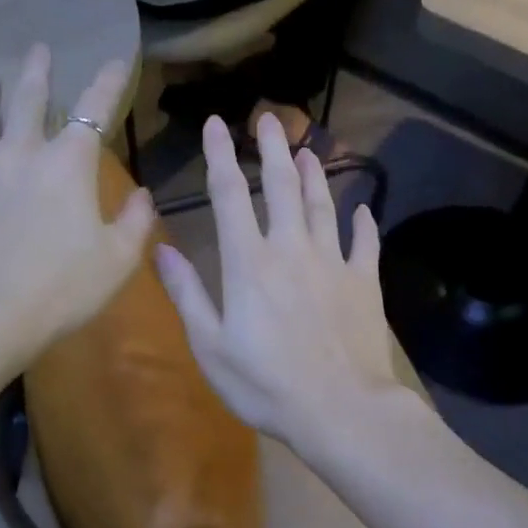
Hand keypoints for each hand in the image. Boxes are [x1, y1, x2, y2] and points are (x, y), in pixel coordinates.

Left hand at [0, 44, 152, 363]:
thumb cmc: (60, 288)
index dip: (108, 83)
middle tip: (38, 49)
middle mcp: (19, 153)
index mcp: (67, 165)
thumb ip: (136, 222)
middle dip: (37, 74)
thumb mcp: (117, 261)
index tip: (116, 60)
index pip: (94, 110)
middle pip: (29, 101)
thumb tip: (143, 194)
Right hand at [155, 112, 402, 451]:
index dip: (221, 156)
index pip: (229, 195)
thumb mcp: (210, 346)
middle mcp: (291, 249)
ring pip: (323, 205)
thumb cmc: (266, 385)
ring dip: (314, 175)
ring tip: (308, 150)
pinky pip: (366, 243)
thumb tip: (162, 248)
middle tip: (269, 118)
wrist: (340, 409)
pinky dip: (363, 223)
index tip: (217, 124)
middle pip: (281, 186)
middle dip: (272, 149)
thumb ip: (188, 294)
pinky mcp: (365, 282)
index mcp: (248, 262)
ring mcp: (333, 262)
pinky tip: (363, 211)